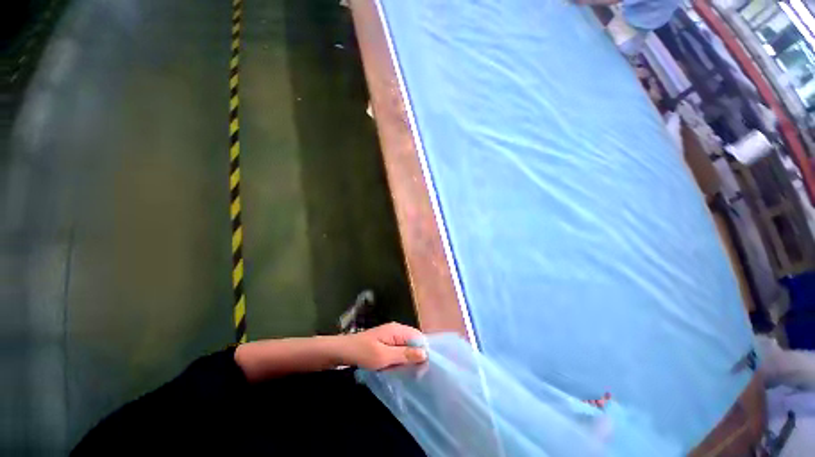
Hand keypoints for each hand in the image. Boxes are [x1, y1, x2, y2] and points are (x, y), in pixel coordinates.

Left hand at [342, 322, 426, 369]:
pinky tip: (394, 366)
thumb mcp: (384, 357)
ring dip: (406, 358)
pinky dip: (399, 358)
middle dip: (414, 356)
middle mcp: (397, 329)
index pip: (418, 337)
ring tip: (401, 371)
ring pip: (407, 346)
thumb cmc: (363, 353)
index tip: (421, 368)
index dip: (423, 351)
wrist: (343, 351)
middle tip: (411, 372)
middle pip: (414, 341)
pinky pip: (399, 348)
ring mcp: (391, 334)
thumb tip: (425, 353)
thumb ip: (404, 354)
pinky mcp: (386, 340)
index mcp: (398, 330)